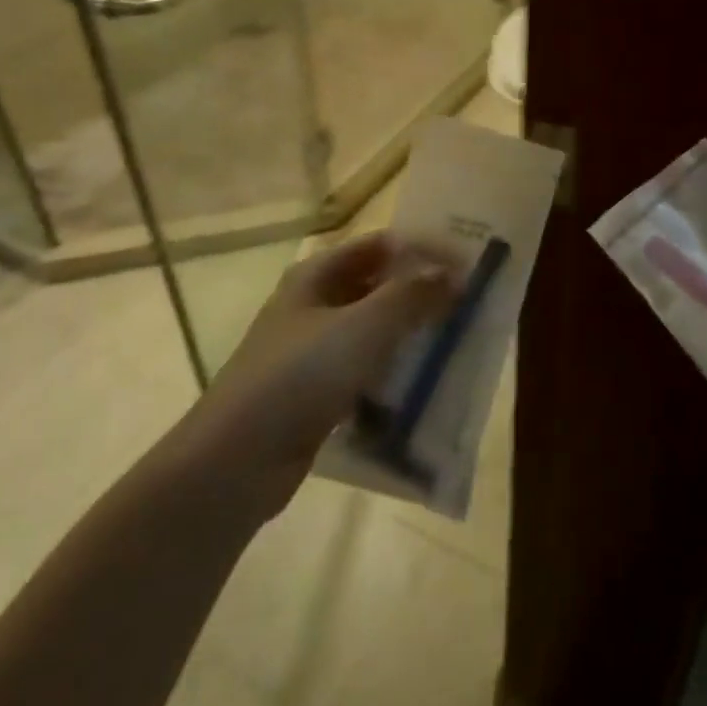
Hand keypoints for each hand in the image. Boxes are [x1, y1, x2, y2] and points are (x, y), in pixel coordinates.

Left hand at [191, 232, 456, 516]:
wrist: (236, 460)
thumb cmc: (301, 375)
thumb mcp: (365, 326)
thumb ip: (413, 294)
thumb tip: (455, 272)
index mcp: (317, 275)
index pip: (381, 245)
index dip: (424, 248)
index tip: (469, 262)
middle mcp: (313, 304)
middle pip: (378, 285)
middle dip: (422, 292)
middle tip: (470, 302)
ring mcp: (312, 350)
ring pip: (374, 330)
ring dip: (411, 333)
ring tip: (458, 340)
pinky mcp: (315, 392)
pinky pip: (365, 370)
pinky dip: (393, 371)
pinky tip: (424, 384)